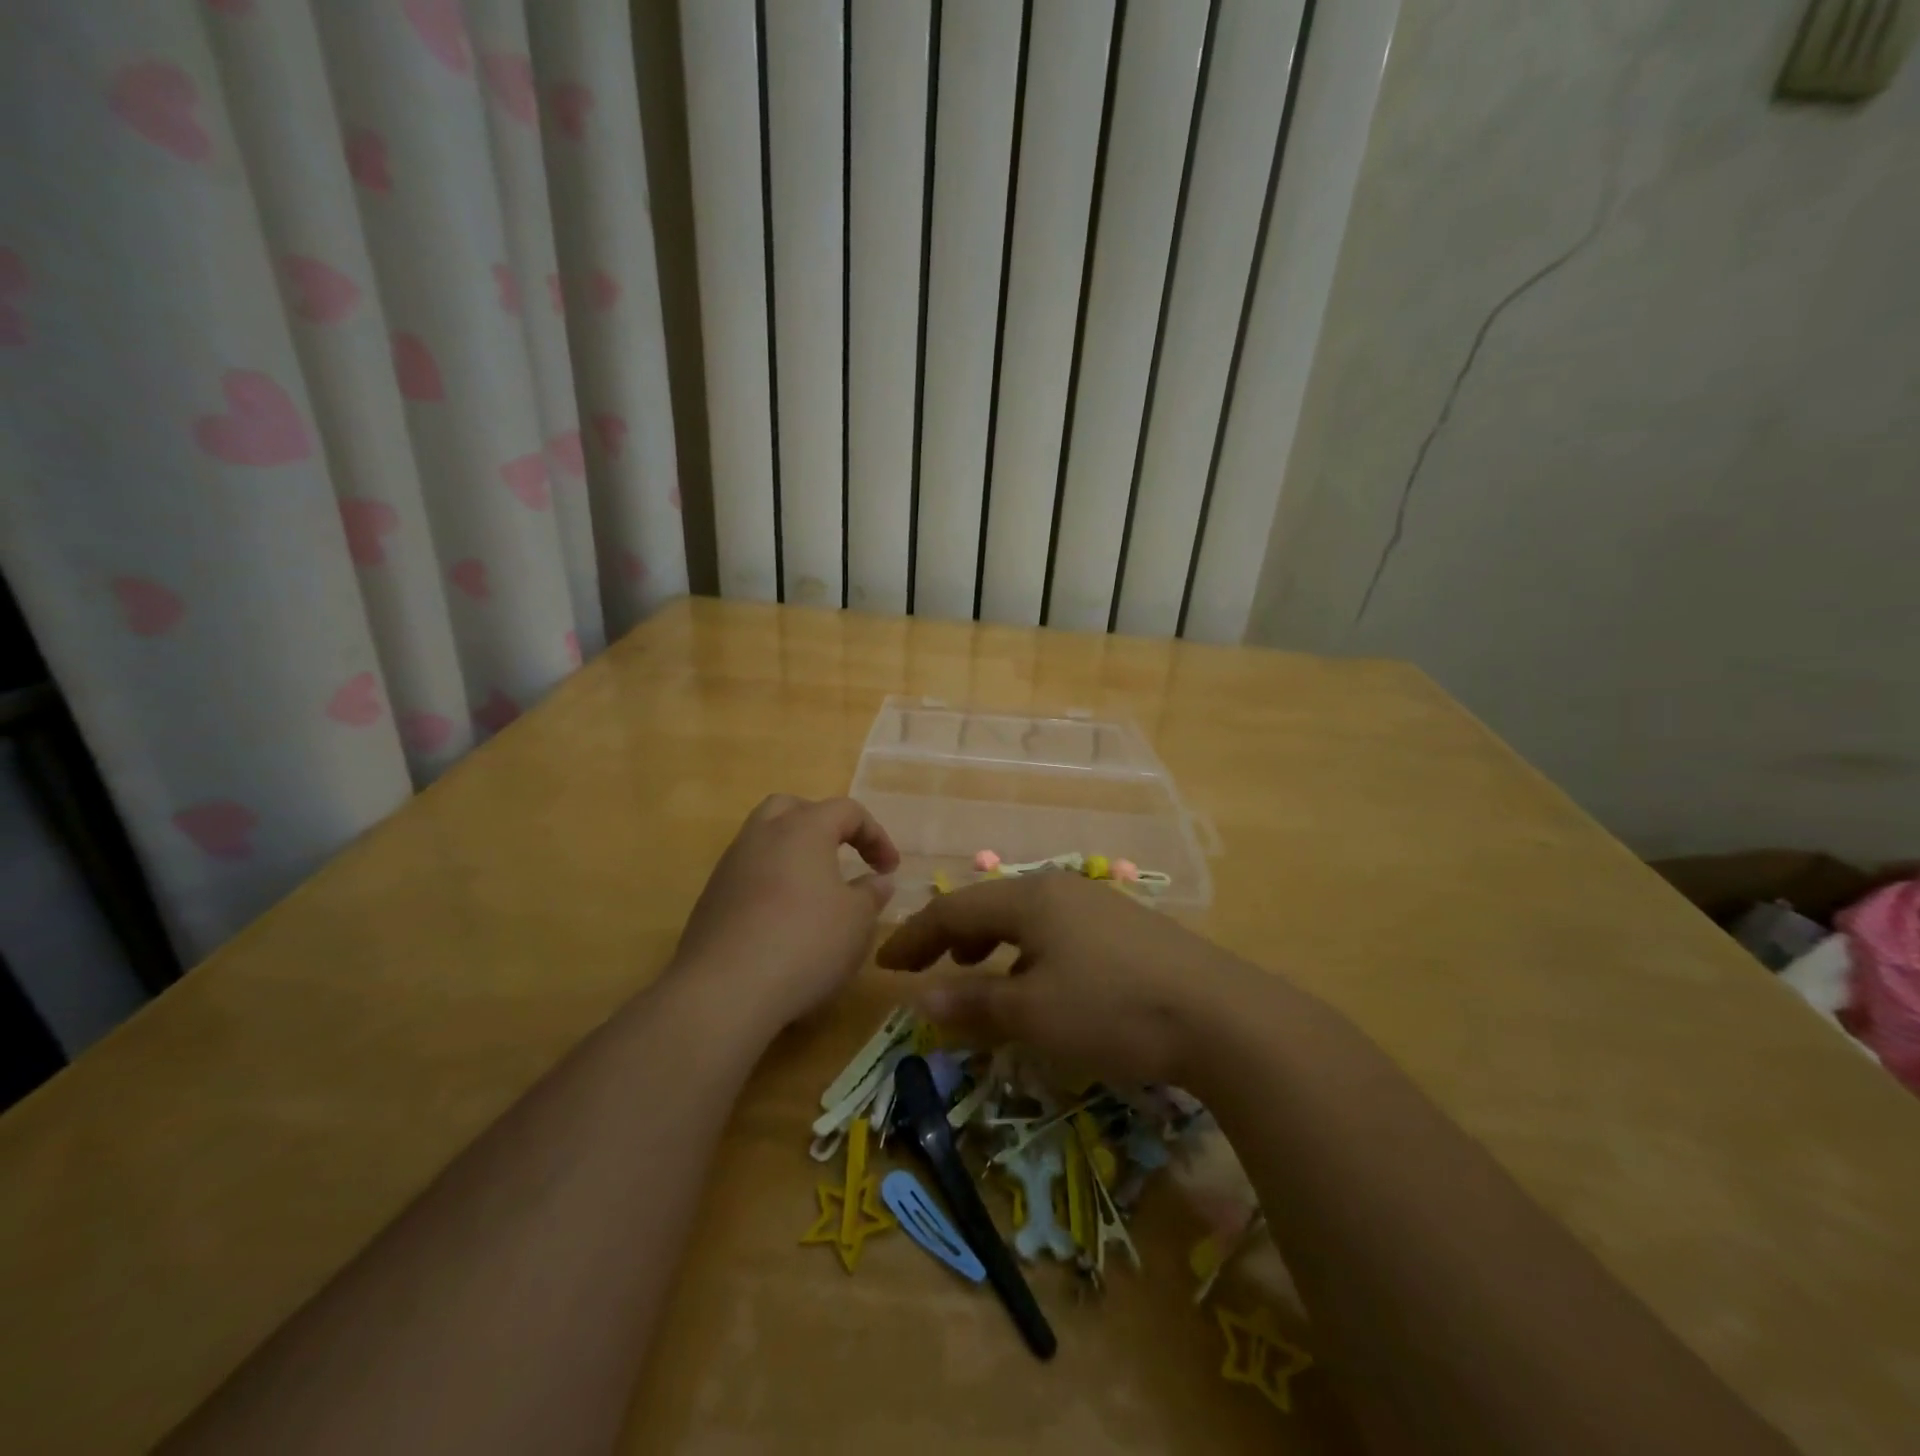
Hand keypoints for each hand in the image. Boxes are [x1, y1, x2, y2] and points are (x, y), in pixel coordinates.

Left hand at [672, 796, 899, 1028]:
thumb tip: (878, 880)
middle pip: (793, 808)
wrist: (724, 991)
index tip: (889, 869)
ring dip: (793, 855)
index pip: (846, 810)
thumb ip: (871, 894)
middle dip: (823, 825)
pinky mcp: (711, 899)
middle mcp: (762, 835)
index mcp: (803, 828)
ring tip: (815, 890)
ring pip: (764, 840)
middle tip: (843, 855)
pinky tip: (784, 920)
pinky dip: (771, 883)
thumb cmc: (805, 943)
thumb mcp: (857, 921)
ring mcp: (730, 866)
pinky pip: (748, 874)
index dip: (875, 835)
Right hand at [875, 872, 1264, 1084]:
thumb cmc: (1112, 1009)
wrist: (1220, 1015)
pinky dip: (1028, 951)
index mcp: (1030, 899)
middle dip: (951, 937)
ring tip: (979, 971)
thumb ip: (973, 1004)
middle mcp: (1060, 889)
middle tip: (927, 968)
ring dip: (991, 942)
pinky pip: (1057, 930)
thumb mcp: (1033, 1014)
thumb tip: (920, 1000)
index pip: (954, 910)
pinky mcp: (1126, 928)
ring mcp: (1098, 904)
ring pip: (1026, 917)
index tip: (884, 966)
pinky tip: (1041, 981)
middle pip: (989, 905)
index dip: (914, 938)